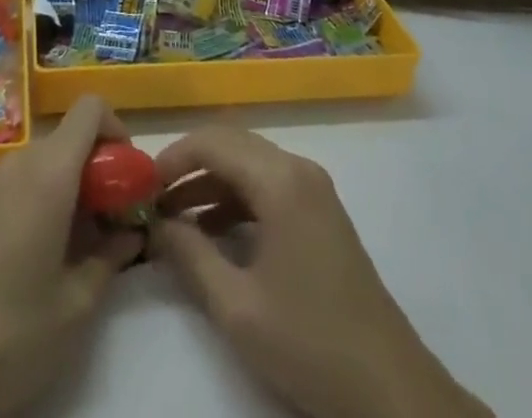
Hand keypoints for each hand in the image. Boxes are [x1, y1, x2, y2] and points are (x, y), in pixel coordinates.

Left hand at [0, 95, 141, 417]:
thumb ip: (110, 258)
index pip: (90, 109)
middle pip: (69, 138)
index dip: (118, 130)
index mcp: (48, 172)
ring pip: (46, 162)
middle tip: (114, 221)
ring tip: (83, 245)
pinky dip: (44, 199)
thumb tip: (131, 234)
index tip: (129, 179)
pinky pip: (21, 183)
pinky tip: (45, 256)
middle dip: (99, 168)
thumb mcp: (76, 306)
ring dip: (72, 186)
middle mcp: (18, 164)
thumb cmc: (10, 336)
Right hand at [151, 127, 492, 417]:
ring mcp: (314, 189)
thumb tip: (156, 225)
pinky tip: (212, 234)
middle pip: (232, 145)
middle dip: (189, 167)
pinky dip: (236, 200)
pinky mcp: (321, 212)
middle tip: (153, 201)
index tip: (141, 187)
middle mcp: (298, 169)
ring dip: (211, 184)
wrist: (390, 390)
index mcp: (280, 179)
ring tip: (173, 221)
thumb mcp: (237, 306)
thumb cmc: (309, 343)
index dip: (173, 157)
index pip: (214, 141)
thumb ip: (190, 256)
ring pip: (249, 165)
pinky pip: (268, 186)